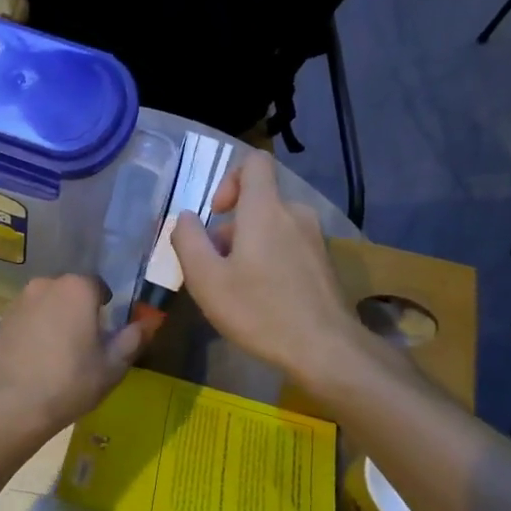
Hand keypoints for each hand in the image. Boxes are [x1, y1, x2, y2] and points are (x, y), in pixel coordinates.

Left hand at [0, 275, 145, 445]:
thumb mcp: (112, 366)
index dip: (107, 309)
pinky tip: (38, 361)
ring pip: (48, 305)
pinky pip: (29, 319)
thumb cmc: (68, 383)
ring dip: (57, 321)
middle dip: (80, 312)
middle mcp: (45, 284)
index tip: (107, 334)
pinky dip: (36, 332)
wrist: (8, 406)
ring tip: (60, 356)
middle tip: (86, 346)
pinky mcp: (1, 321)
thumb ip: (133, 339)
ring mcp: (19, 302)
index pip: (99, 286)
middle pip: (71, 293)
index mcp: (77, 288)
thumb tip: (148, 323)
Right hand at [172, 151, 366, 391]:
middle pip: (259, 202)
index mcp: (266, 209)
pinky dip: (271, 261)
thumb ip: (188, 241)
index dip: (230, 178)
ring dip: (250, 247)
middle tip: (215, 268)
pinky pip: (289, 247)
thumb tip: (185, 217)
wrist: (325, 348)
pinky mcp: (324, 262)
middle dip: (232, 227)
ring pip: (273, 227)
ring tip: (236, 288)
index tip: (217, 213)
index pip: (254, 162)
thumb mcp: (206, 280)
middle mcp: (295, 214)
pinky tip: (263, 299)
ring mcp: (315, 238)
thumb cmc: (259, 311)